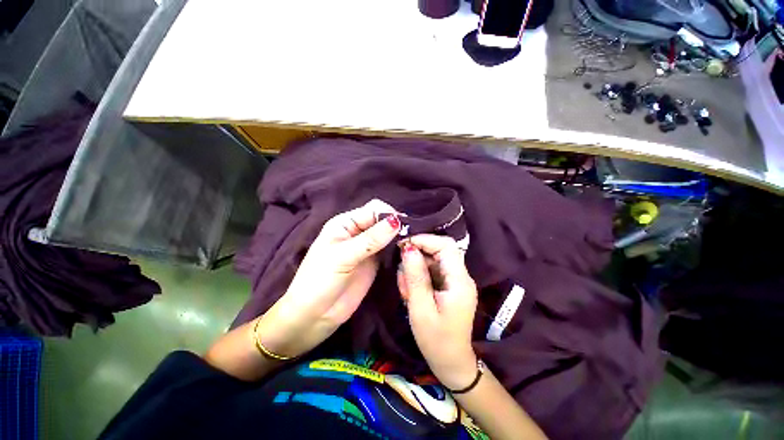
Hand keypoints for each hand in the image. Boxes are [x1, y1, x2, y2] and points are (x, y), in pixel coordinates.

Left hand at [257, 199, 400, 357]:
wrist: (314, 315)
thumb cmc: (320, 281)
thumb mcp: (343, 257)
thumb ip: (370, 240)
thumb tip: (396, 221)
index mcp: (345, 223)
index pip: (373, 210)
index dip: (389, 214)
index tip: (404, 225)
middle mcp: (357, 231)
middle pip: (382, 220)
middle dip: (396, 224)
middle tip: (412, 236)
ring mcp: (367, 247)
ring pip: (388, 234)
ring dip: (399, 236)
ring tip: (413, 243)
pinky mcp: (374, 262)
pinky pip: (389, 249)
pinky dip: (398, 248)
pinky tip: (407, 251)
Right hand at [398, 234, 478, 389]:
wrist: (451, 363)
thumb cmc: (436, 340)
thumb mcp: (420, 308)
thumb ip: (415, 276)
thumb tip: (408, 248)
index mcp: (460, 281)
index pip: (446, 246)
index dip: (425, 240)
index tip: (403, 245)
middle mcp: (461, 277)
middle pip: (439, 251)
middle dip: (417, 257)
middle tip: (402, 273)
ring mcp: (456, 281)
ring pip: (433, 261)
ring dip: (416, 270)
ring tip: (405, 290)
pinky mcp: (450, 286)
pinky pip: (433, 272)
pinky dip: (419, 277)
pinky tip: (411, 292)